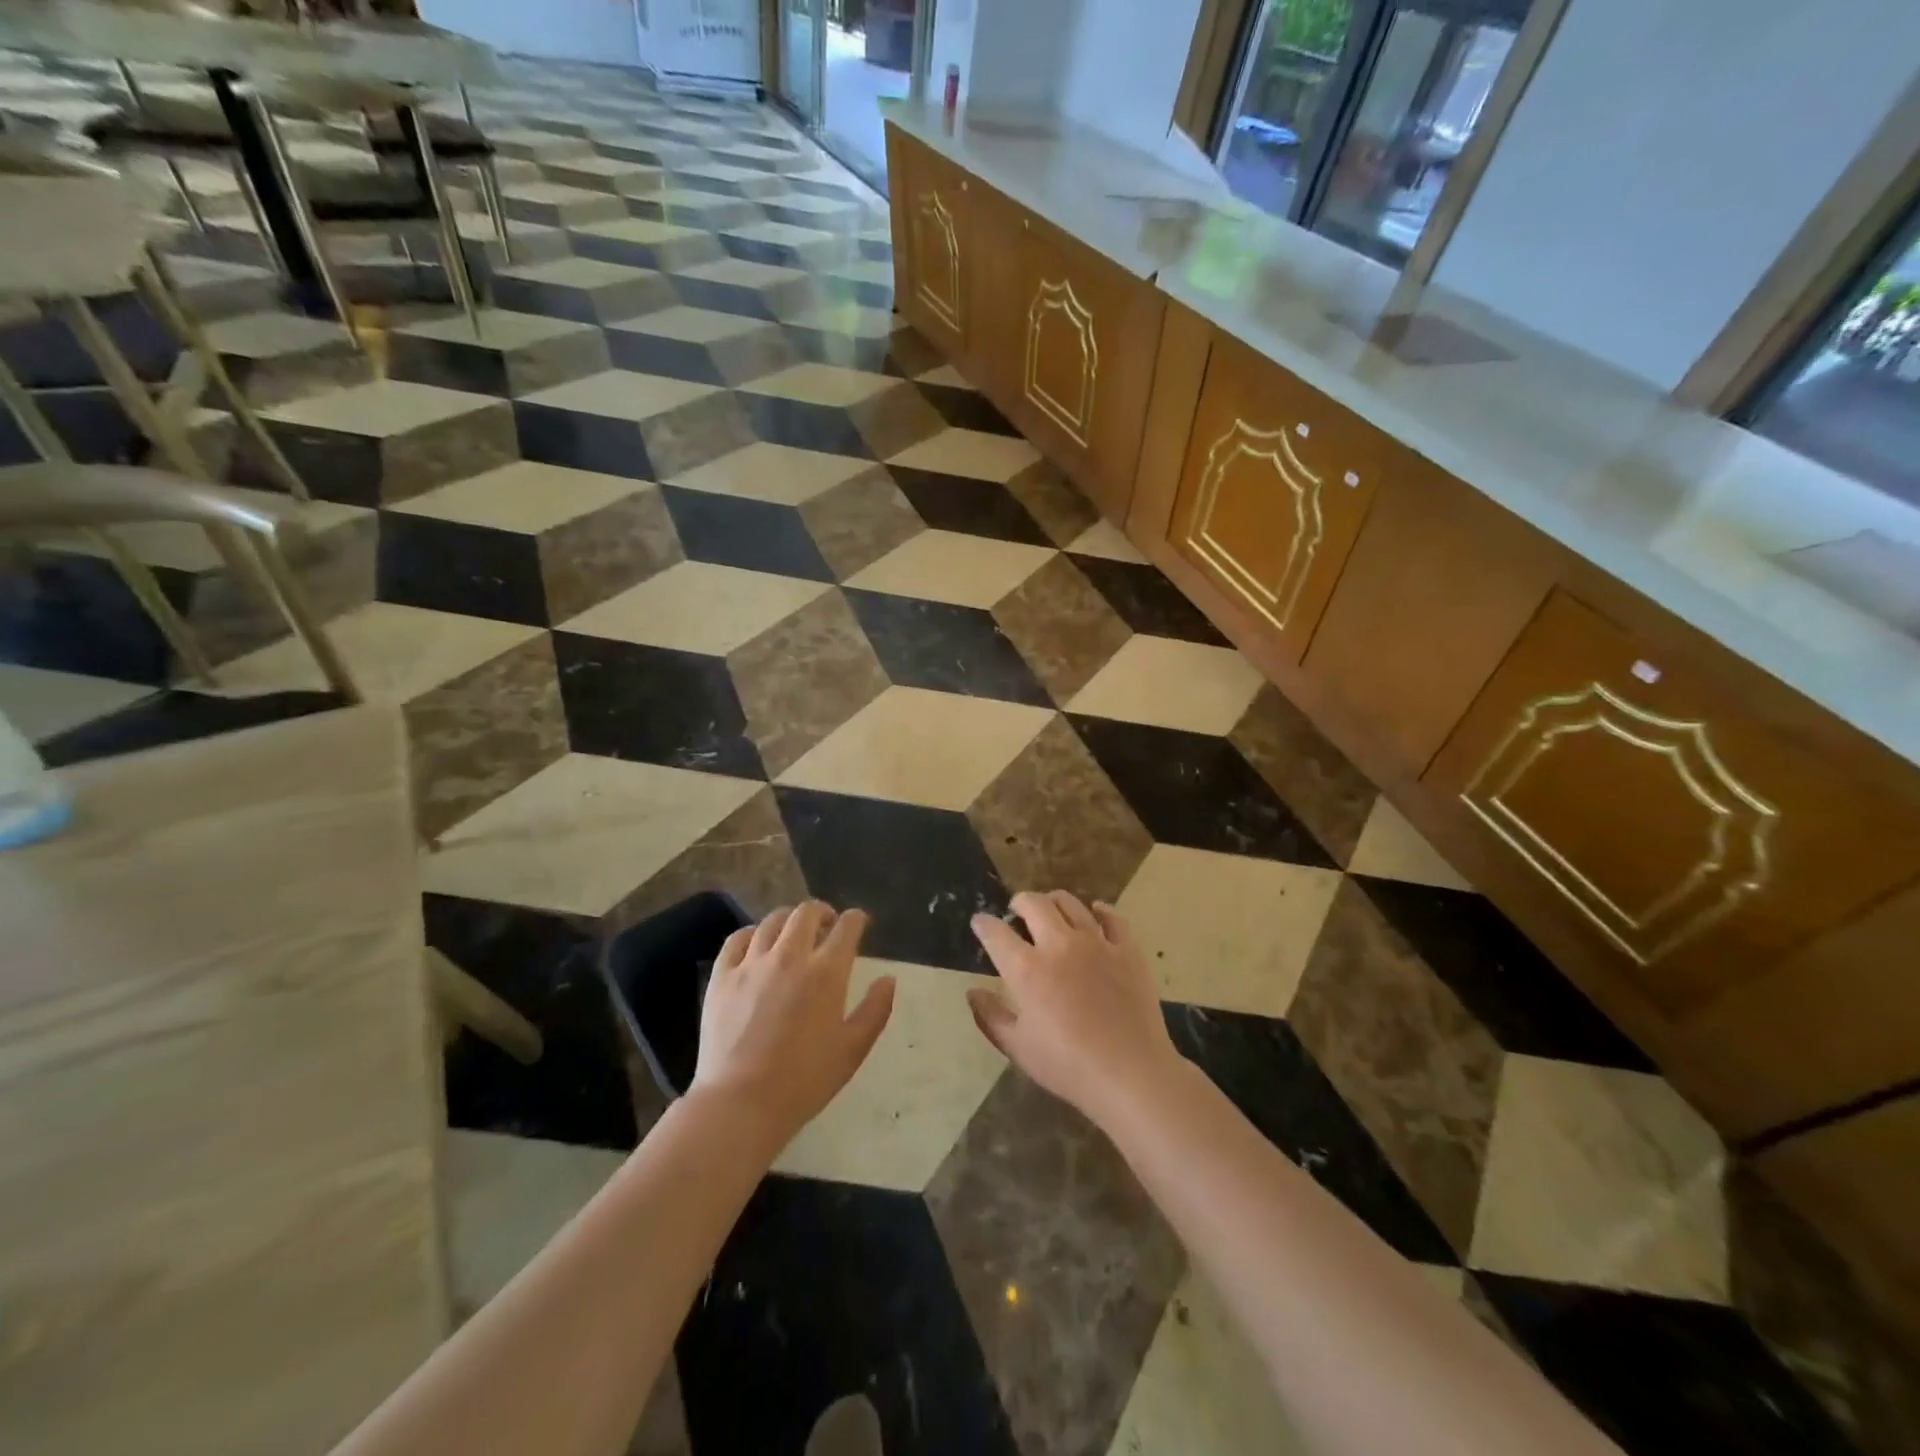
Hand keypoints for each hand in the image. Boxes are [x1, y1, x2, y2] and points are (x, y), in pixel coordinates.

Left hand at [691, 902, 894, 1149]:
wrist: (741, 1103)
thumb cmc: (804, 1080)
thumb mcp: (853, 1050)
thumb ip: (875, 1010)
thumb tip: (888, 979)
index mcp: (826, 972)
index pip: (847, 927)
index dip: (856, 919)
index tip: (860, 923)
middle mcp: (790, 956)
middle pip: (807, 913)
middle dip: (823, 913)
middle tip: (827, 926)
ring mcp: (752, 964)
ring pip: (772, 921)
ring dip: (789, 920)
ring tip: (793, 934)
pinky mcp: (722, 977)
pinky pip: (737, 939)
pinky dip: (752, 934)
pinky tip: (757, 944)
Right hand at [967, 891, 1185, 1127]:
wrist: (1131, 1073)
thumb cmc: (1068, 1066)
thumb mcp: (1018, 1048)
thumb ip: (991, 1017)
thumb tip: (973, 992)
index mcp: (1027, 969)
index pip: (996, 933)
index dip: (983, 924)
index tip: (980, 922)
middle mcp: (1059, 944)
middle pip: (1033, 904)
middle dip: (1019, 902)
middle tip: (1016, 910)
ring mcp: (1096, 943)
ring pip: (1070, 903)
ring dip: (1054, 901)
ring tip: (1051, 908)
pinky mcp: (1127, 949)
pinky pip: (1112, 918)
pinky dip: (1100, 911)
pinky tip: (1096, 913)